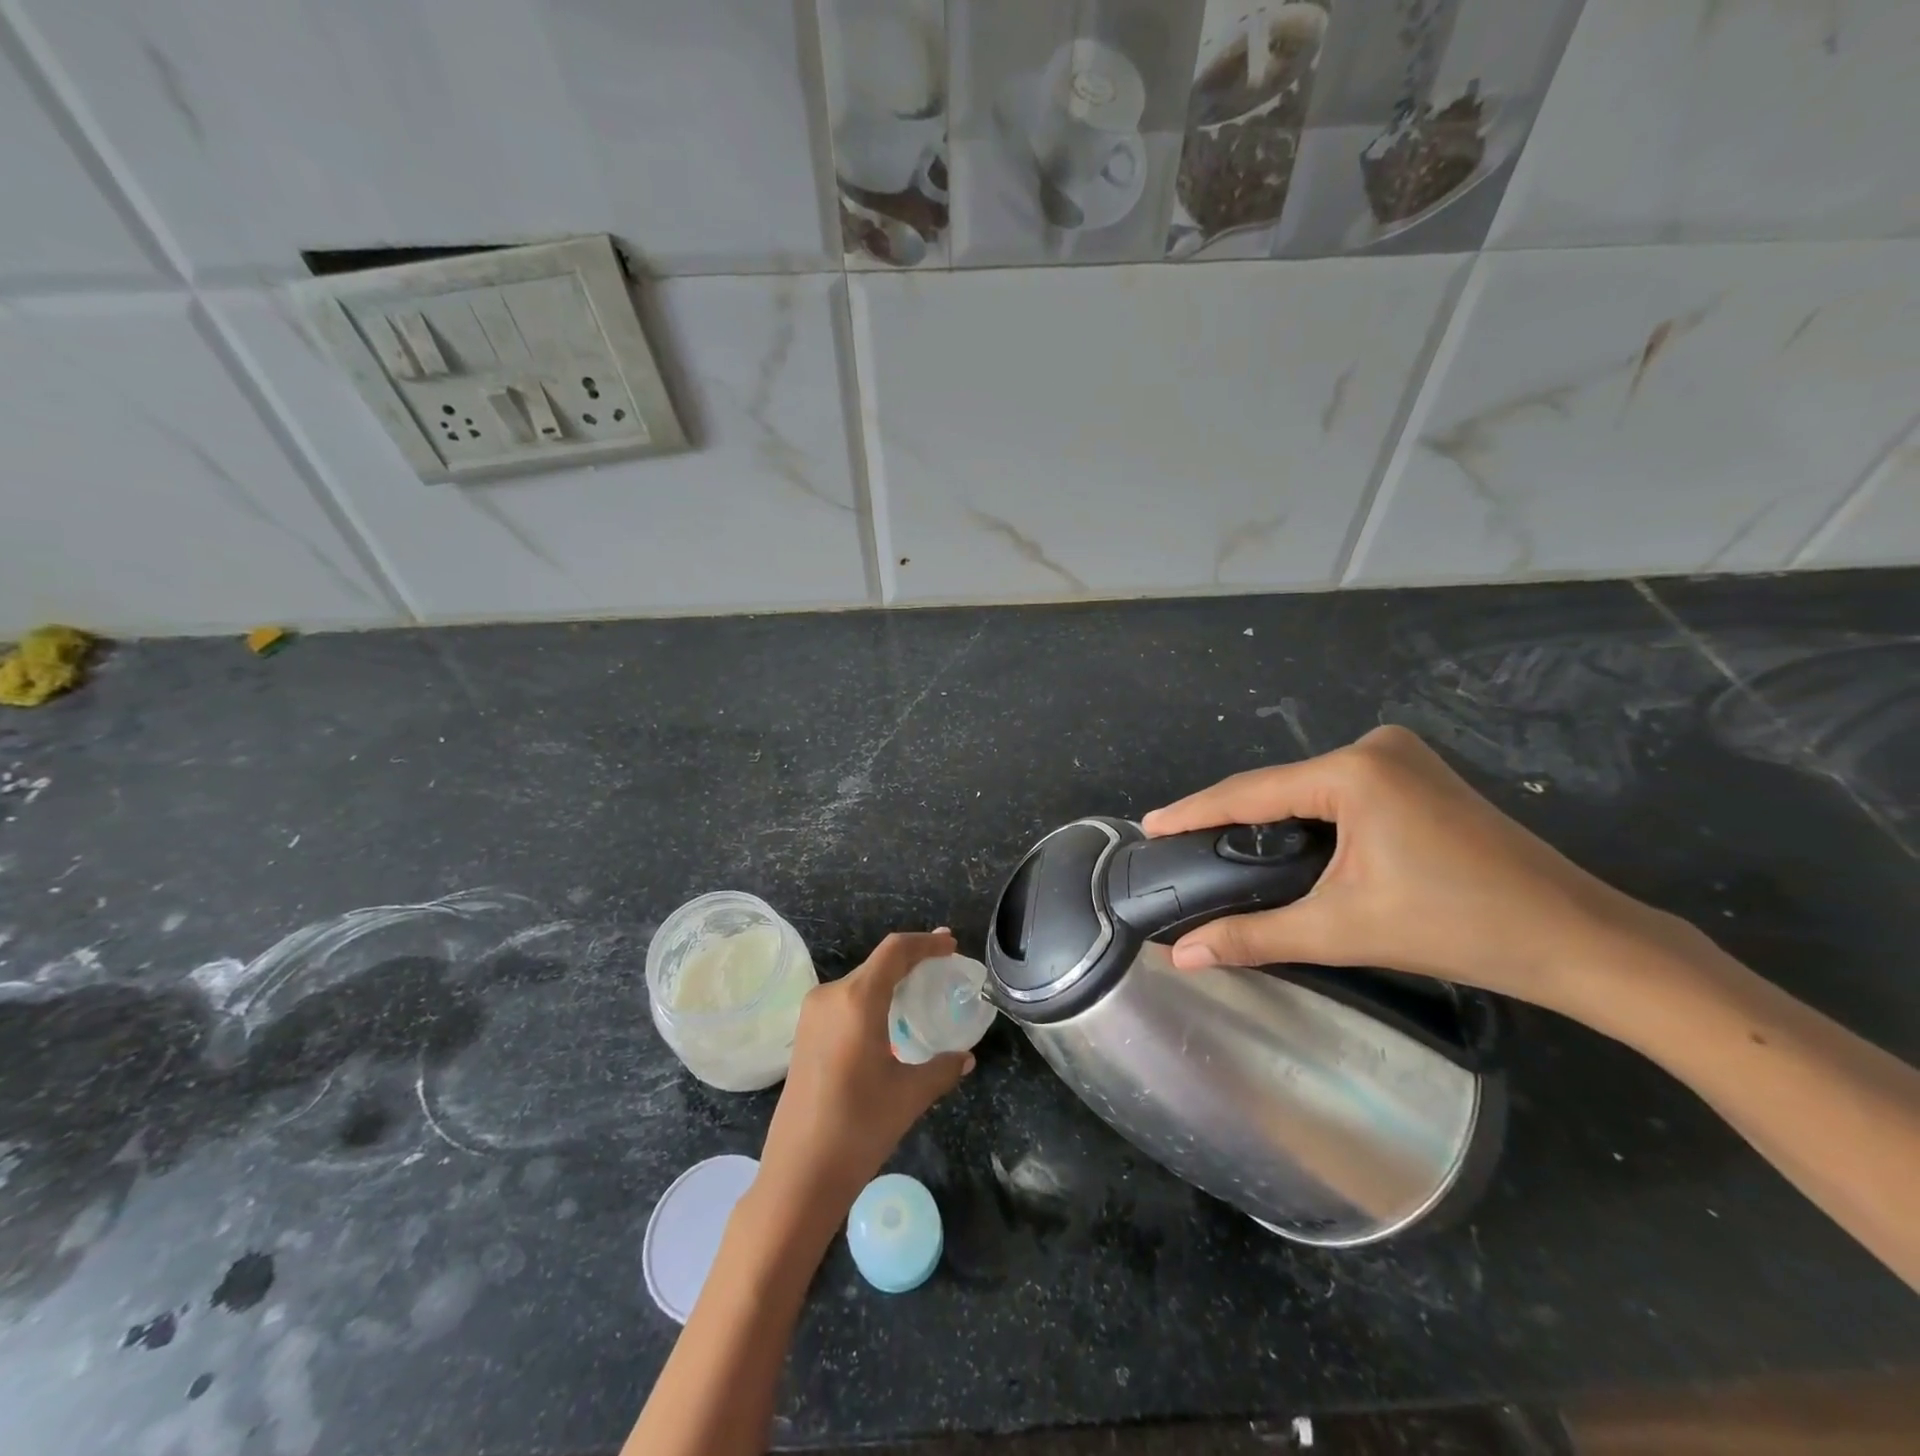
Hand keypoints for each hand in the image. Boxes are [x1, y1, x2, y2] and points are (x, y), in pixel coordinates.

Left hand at [756, 930, 974, 1225]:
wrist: (797, 1176)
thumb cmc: (858, 1128)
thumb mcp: (910, 1095)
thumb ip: (942, 1068)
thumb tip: (965, 1058)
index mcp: (856, 1000)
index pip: (895, 951)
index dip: (926, 942)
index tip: (951, 944)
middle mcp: (830, 996)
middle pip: (877, 964)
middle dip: (912, 961)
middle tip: (943, 966)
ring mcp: (812, 1015)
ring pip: (860, 983)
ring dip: (891, 981)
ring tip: (920, 992)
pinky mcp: (804, 1035)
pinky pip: (845, 1003)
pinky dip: (872, 1000)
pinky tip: (889, 1020)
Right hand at [1141, 726, 1685, 1017]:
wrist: (1579, 940)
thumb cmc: (1458, 927)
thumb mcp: (1342, 930)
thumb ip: (1254, 937)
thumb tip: (1181, 956)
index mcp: (1353, 772)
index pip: (1250, 793)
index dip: (1194, 811)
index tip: (1148, 826)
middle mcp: (1374, 747)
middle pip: (1278, 787)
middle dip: (1229, 817)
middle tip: (1181, 846)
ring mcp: (1402, 756)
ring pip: (1307, 789)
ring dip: (1267, 818)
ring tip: (1219, 846)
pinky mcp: (1418, 774)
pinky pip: (1339, 791)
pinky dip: (1305, 816)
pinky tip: (1284, 841)